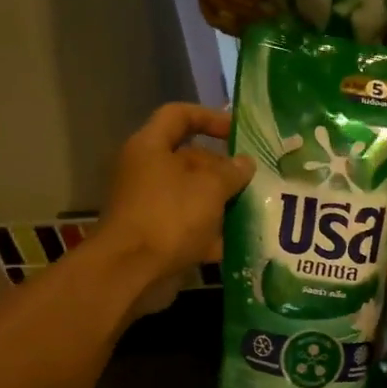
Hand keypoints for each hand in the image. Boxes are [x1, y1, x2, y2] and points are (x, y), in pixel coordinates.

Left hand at [93, 104, 253, 315]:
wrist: (131, 272)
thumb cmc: (170, 217)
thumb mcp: (209, 188)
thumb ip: (231, 172)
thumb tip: (245, 163)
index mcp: (151, 148)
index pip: (178, 115)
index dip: (209, 117)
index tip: (238, 131)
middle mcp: (147, 172)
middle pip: (189, 159)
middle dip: (223, 169)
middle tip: (255, 178)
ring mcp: (151, 206)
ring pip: (193, 196)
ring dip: (222, 202)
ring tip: (255, 208)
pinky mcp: (157, 237)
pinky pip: (190, 227)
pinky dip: (213, 233)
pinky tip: (241, 241)